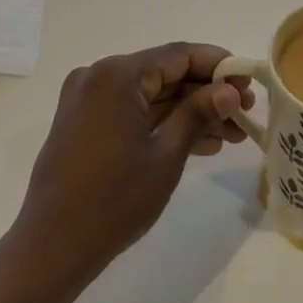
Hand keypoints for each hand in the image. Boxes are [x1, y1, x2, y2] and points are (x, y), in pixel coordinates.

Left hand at [10, 42, 245, 280]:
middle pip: (165, 74)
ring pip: (151, 95)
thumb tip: (229, 90)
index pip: (178, 55)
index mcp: (117, 74)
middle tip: (245, 113)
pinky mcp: (85, 124)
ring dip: (189, 112)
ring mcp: (88, 100)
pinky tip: (201, 144)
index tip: (249, 81)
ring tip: (232, 135)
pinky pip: (132, 112)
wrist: (52, 248)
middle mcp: (99, 76)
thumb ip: (199, 113)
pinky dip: (163, 124)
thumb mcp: (166, 155)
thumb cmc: (114, 199)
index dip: (218, 65)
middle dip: (206, 93)